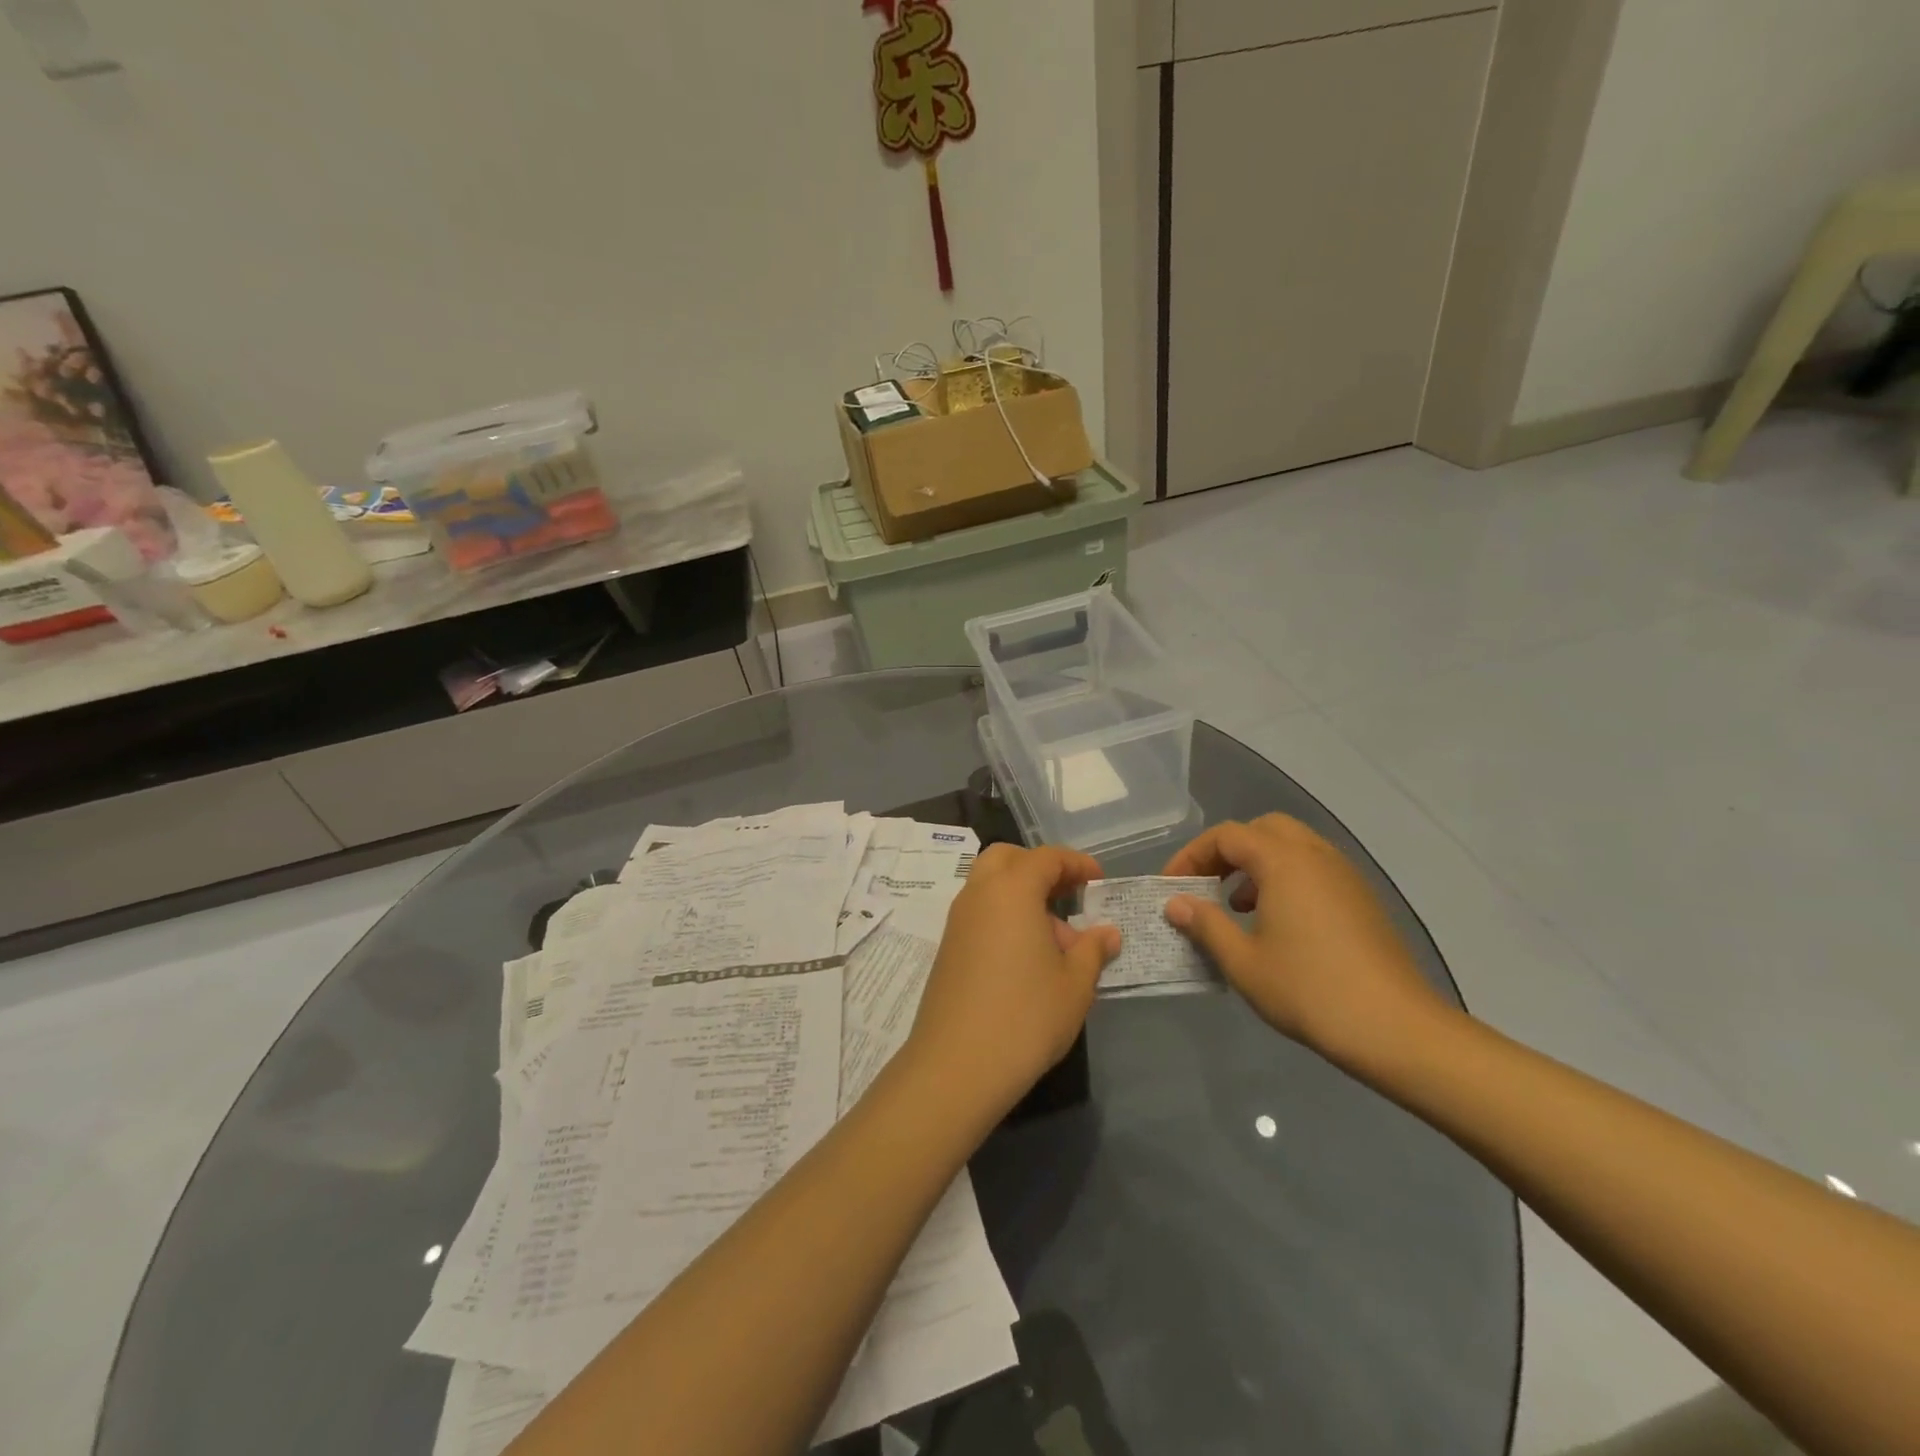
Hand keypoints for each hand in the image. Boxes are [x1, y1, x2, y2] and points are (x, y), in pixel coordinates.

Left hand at [904, 844, 1120, 1121]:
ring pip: (989, 886)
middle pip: (1008, 859)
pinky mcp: (947, 948)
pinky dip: (1003, 917)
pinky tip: (1025, 958)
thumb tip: (1107, 932)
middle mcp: (979, 894)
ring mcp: (957, 921)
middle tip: (1068, 895)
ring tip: (1054, 939)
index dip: (1076, 863)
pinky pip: (979, 913)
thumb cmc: (1026, 1017)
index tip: (1098, 880)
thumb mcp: (1074, 985)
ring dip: (1021, 895)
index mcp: (1012, 890)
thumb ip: (1093, 949)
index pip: (1046, 858)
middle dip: (1039, 868)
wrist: (956, 1066)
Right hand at [1162, 815, 1447, 1069]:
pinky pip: (1314, 869)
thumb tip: (1176, 903)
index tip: (1172, 886)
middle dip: (1228, 851)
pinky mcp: (1362, 899)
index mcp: (1284, 862)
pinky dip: (1286, 879)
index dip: (1192, 855)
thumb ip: (1206, 925)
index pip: (1227, 836)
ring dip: (1257, 864)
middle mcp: (1316, 855)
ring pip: (1292, 847)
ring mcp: (1345, 876)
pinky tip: (1277, 923)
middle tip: (1207, 884)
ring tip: (1237, 906)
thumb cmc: (1310, 991)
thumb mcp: (1244, 962)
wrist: (1396, 1029)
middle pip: (1263, 829)